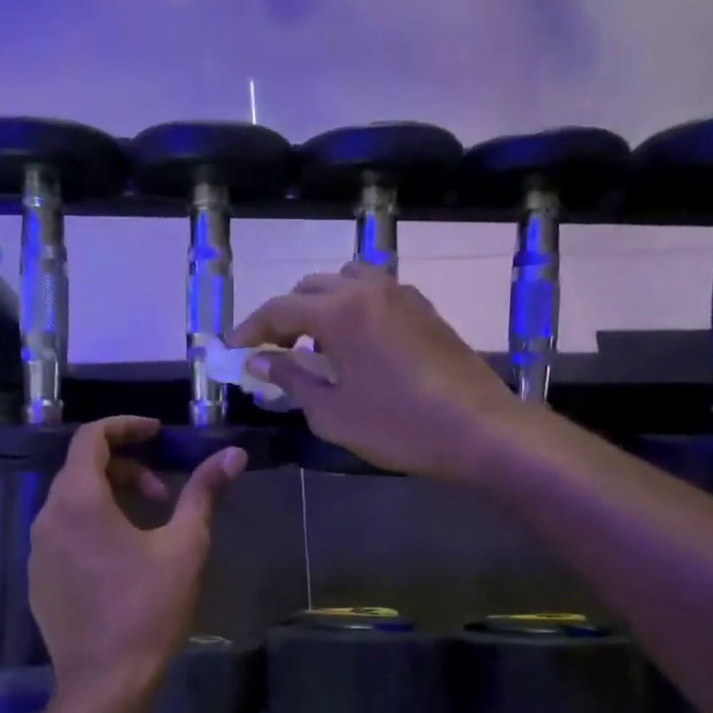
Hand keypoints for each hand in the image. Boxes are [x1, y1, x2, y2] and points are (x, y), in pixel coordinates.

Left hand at [29, 418, 245, 712]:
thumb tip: (233, 454)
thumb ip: (204, 493)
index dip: (126, 426)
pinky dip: (91, 525)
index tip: (158, 433)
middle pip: (82, 469)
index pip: (91, 438)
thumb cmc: (148, 609)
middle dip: (126, 468)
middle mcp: (46, 517)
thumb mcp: (185, 546)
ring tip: (147, 526)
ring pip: (71, 502)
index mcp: (78, 500)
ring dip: (110, 498)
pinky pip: (62, 533)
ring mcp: (36, 551)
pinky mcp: (37, 579)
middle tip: (163, 493)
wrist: (105, 683)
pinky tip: (121, 559)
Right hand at [231, 263, 526, 480]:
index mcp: (339, 311)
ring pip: (344, 282)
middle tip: (272, 354)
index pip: (278, 310)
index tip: (232, 352)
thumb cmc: (399, 426)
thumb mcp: (332, 412)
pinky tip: (355, 347)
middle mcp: (367, 289)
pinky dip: (351, 309)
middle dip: (283, 318)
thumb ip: (290, 379)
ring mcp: (400, 294)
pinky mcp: (424, 308)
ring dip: (319, 307)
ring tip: (316, 348)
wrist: (480, 429)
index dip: (250, 331)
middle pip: (309, 288)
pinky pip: (374, 293)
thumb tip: (257, 361)